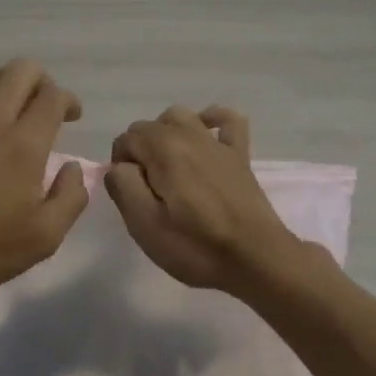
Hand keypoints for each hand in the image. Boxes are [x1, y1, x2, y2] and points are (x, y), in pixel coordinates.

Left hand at [0, 60, 87, 304]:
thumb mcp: (45, 237)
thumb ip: (71, 197)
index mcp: (25, 144)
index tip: (70, 118)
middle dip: (41, 81)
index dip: (68, 100)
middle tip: (41, 107)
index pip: (54, 96)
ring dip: (2, 80)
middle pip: (22, 70)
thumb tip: (73, 166)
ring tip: (5, 102)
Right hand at [104, 105, 305, 294]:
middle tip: (147, 191)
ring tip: (167, 167)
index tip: (130, 195)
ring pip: (181, 117)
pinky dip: (212, 120)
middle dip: (140, 151)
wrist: (255, 258)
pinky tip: (205, 134)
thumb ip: (123, 186)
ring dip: (166, 134)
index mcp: (164, 149)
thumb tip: (120, 167)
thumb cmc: (195, 246)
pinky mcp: (239, 155)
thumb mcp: (144, 225)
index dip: (120, 166)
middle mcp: (190, 134)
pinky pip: (226, 120)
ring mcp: (218, 143)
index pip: (125, 139)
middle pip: (149, 127)